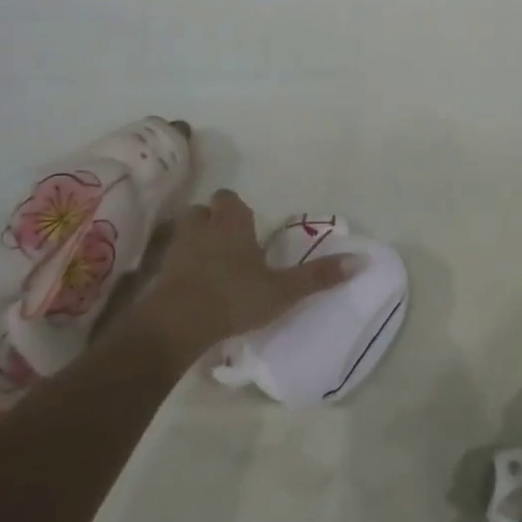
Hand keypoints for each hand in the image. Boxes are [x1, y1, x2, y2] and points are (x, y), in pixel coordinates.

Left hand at [132, 190, 356, 372]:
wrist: (178, 323)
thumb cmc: (235, 297)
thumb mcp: (284, 290)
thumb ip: (319, 276)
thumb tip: (361, 260)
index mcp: (232, 223)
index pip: (230, 199)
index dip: (238, 210)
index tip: (250, 227)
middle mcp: (202, 227)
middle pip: (205, 211)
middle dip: (215, 221)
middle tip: (233, 243)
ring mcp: (177, 248)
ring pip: (186, 232)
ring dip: (197, 241)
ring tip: (213, 263)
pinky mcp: (160, 272)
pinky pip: (173, 259)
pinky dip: (182, 266)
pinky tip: (195, 284)